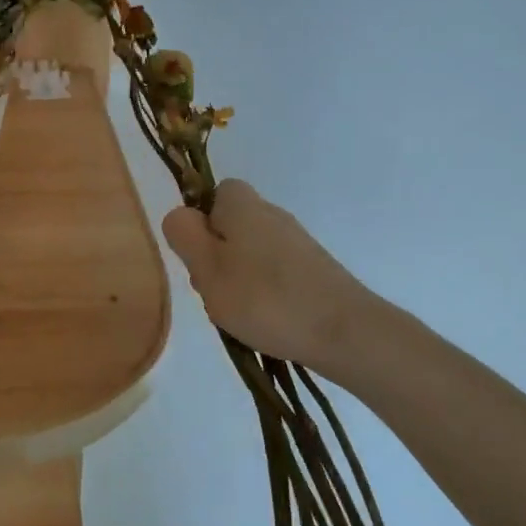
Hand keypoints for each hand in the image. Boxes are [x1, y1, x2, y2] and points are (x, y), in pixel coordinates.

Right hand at [161, 180, 375, 378]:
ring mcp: (296, 243)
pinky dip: (264, 295)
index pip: (213, 194)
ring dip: (237, 281)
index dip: (200, 223)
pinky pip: (273, 275)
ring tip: (241, 313)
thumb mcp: (207, 268)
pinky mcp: (313, 270)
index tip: (198, 256)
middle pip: (229, 228)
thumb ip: (185, 235)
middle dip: (216, 258)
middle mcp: (273, 214)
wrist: (343, 332)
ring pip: (249, 255)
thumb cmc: (265, 298)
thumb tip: (181, 215)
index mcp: (244, 205)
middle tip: (215, 291)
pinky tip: (266, 321)